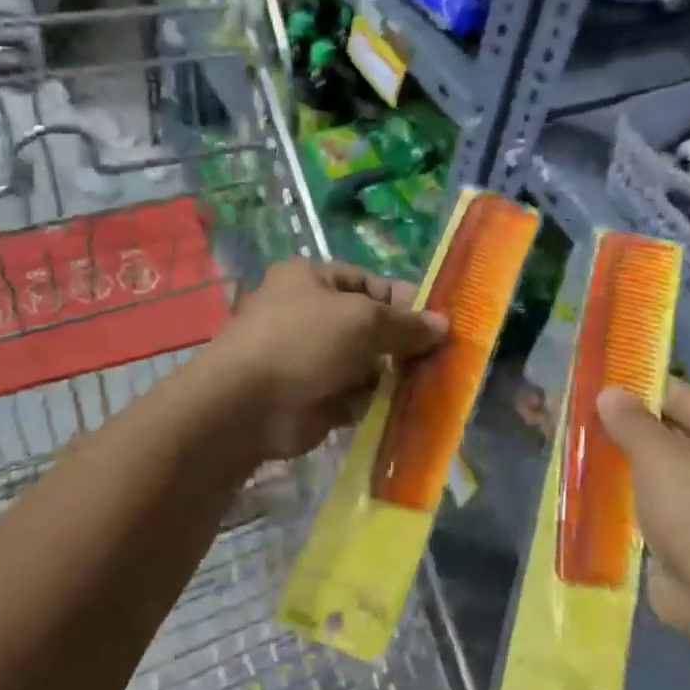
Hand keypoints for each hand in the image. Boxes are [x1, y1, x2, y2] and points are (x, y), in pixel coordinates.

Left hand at [213, 260, 446, 460]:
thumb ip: (405, 323)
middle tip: (439, 358)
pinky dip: (373, 402)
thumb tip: (443, 325)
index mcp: (313, 280)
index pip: (370, 284)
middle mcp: (311, 315)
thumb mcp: (362, 320)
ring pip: (367, 364)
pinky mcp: (315, 397)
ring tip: (424, 386)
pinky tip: (397, 409)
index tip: (439, 322)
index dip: (405, 301)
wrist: (247, 407)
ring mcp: (312, 359)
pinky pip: (356, 395)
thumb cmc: (303, 343)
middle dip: (402, 343)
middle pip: (371, 326)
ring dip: (392, 375)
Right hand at [596, 380, 689, 648]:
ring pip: (661, 474)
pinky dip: (631, 504)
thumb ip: (630, 421)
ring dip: (624, 469)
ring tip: (576, 456)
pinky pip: (659, 508)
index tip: (592, 390)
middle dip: (625, 431)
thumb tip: (609, 392)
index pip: (680, 394)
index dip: (636, 390)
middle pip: (671, 433)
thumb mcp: (659, 456)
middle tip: (576, 424)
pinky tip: (592, 497)